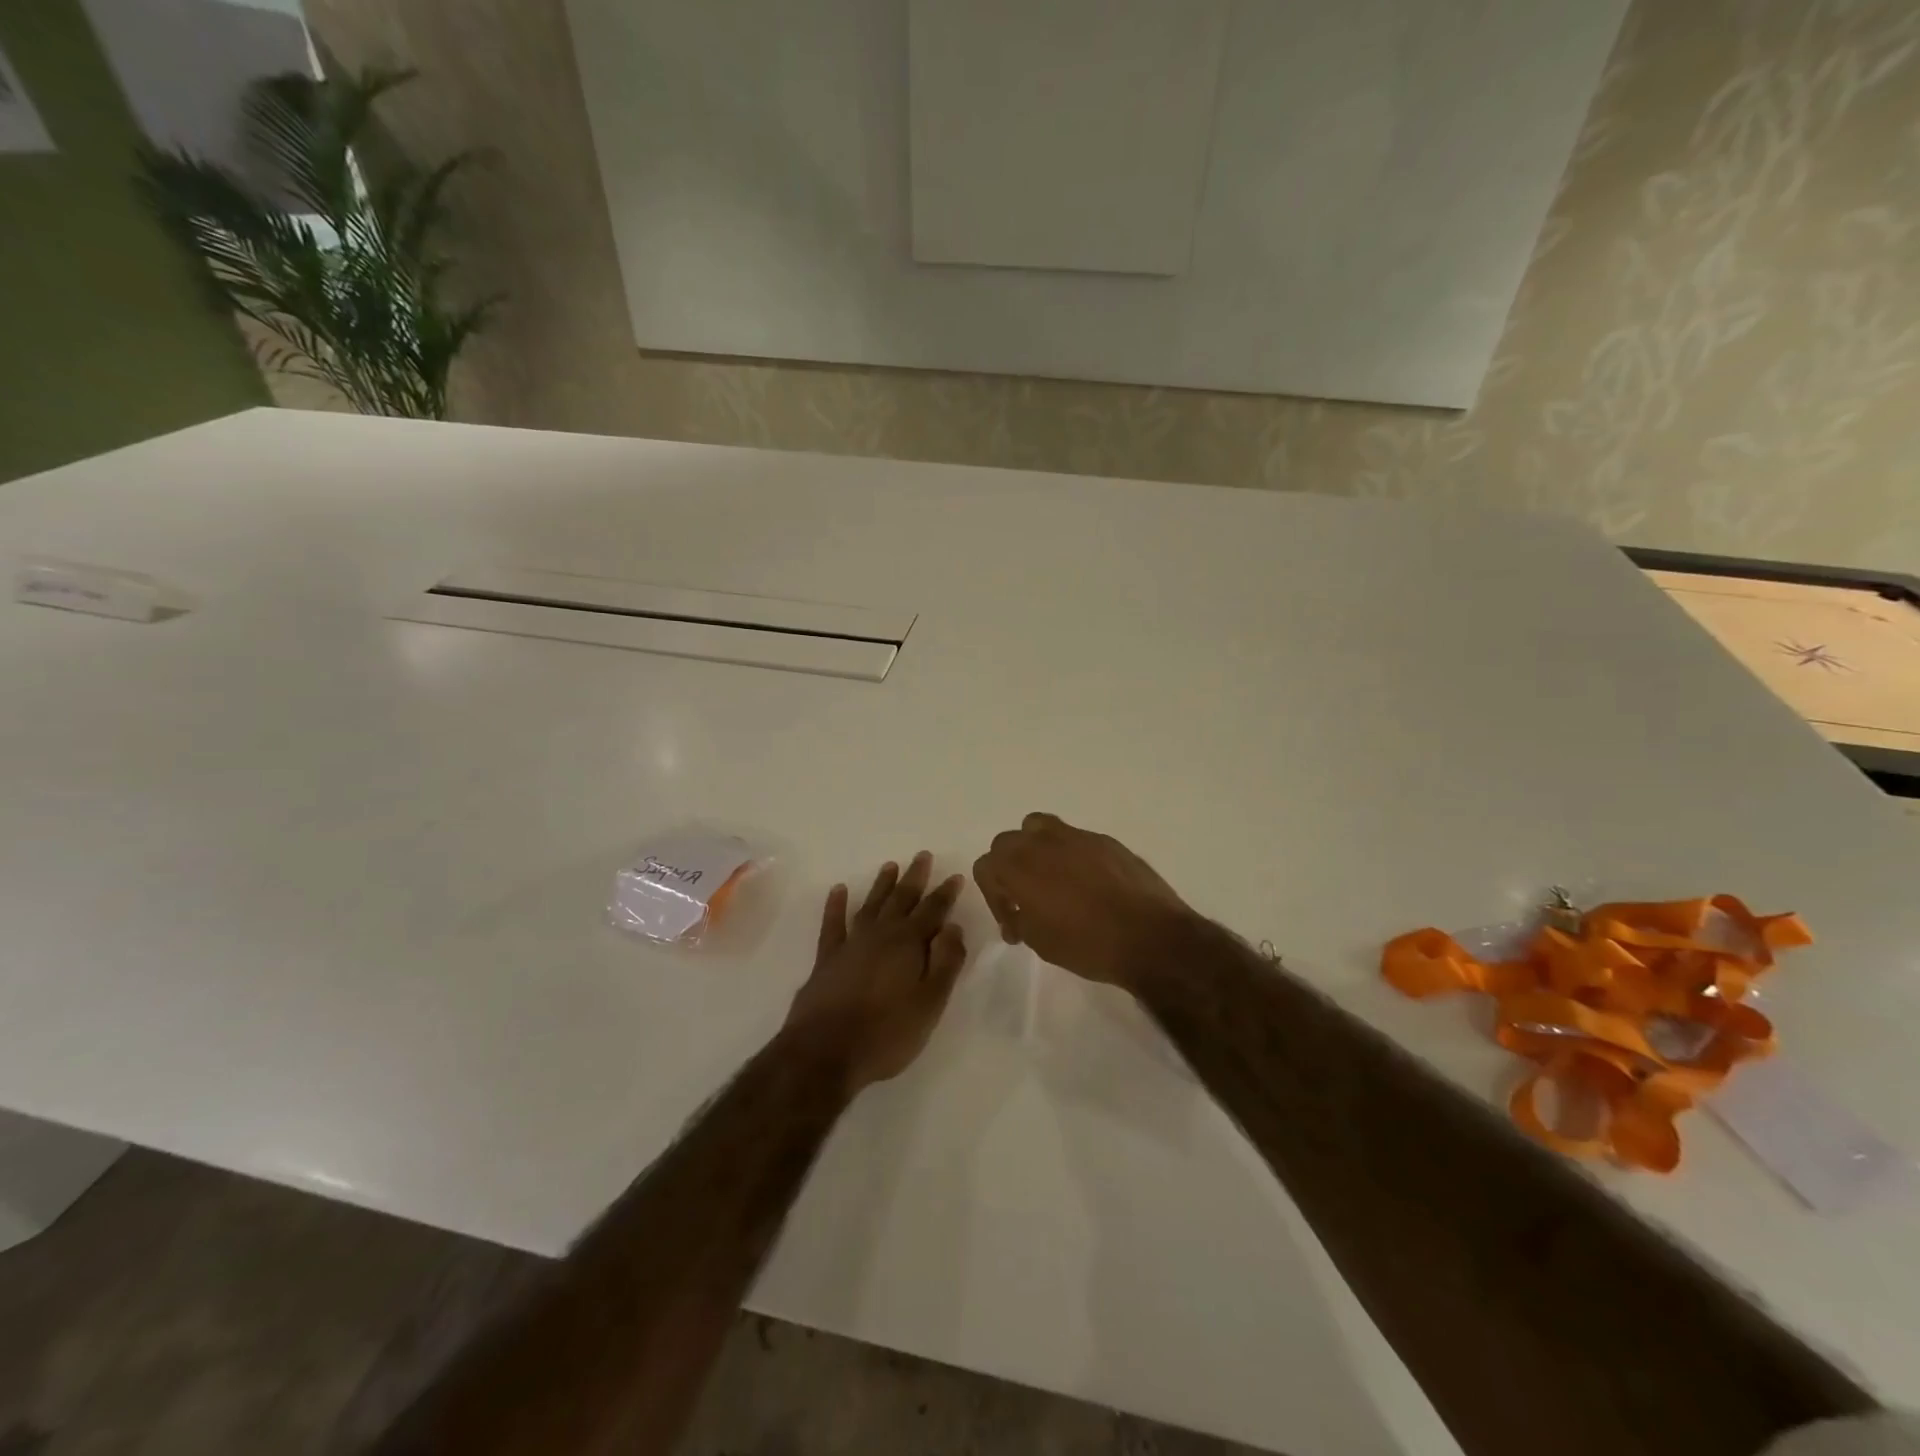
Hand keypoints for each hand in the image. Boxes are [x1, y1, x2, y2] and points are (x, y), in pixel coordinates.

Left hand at [784, 852, 968, 1093]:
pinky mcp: (826, 959)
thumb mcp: (930, 1003)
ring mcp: (850, 945)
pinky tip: (839, 890)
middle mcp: (880, 935)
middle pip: (901, 900)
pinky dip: (836, 906)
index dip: (945, 894)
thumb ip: (946, 962)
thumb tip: (953, 927)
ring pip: (871, 906)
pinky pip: (833, 924)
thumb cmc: (887, 1033)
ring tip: (890, 866)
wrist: (825, 1052)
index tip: (955, 876)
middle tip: (923, 856)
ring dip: (882, 886)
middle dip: (914, 878)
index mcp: (908, 944)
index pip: (933, 911)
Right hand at [972, 813, 1197, 988]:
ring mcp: (1076, 836)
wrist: (1149, 936)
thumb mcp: (1040, 941)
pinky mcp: (1105, 840)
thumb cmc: (1087, 944)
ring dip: (1035, 849)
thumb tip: (1019, 911)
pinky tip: (1087, 884)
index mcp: (1019, 866)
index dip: (993, 896)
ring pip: (1039, 827)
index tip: (1012, 922)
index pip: (986, 866)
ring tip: (1050, 878)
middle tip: (1025, 899)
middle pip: (1008, 842)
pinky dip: (1070, 855)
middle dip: (1009, 868)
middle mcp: (1042, 842)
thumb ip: (1019, 918)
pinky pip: (1075, 839)